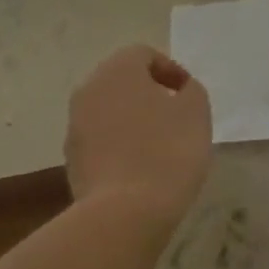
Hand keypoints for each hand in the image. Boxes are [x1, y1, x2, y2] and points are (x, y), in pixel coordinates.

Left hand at [65, 45, 212, 223]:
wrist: (124, 213)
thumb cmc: (167, 152)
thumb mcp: (196, 113)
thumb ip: (190, 91)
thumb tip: (179, 90)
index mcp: (117, 70)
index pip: (144, 55)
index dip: (170, 71)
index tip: (189, 96)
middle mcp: (89, 89)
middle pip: (122, 82)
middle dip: (149, 95)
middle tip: (176, 118)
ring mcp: (75, 125)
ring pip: (109, 111)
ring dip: (132, 121)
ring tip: (159, 146)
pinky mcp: (72, 159)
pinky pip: (100, 141)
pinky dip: (119, 145)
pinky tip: (140, 169)